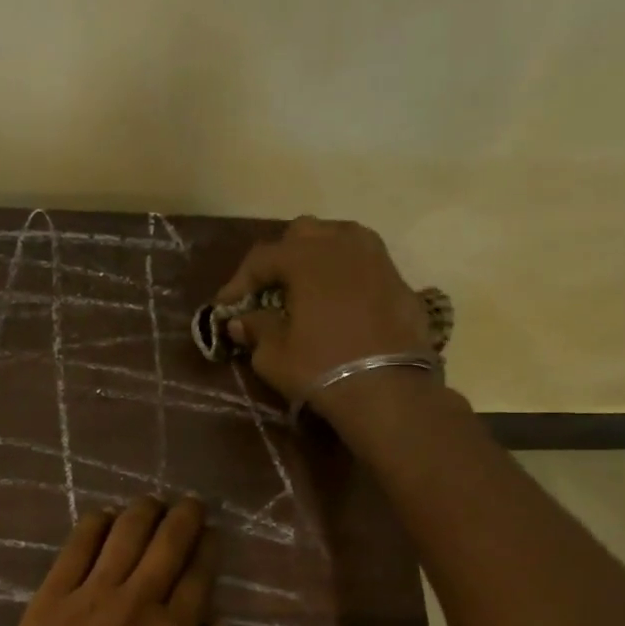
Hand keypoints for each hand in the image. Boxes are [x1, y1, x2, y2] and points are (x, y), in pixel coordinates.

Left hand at [0, 497, 234, 625]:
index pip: (200, 575)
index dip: (209, 547)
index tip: (212, 534)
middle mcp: (136, 603)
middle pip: (168, 542)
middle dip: (185, 515)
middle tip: (190, 504)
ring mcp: (90, 594)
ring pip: (125, 532)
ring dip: (144, 510)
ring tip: (152, 503)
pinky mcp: (51, 594)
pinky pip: (77, 545)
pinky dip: (95, 523)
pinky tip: (104, 516)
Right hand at [216, 217, 433, 412]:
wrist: (390, 391)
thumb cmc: (322, 368)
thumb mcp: (274, 355)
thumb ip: (256, 329)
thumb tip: (242, 321)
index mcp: (307, 258)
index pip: (262, 257)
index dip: (239, 281)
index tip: (225, 306)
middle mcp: (343, 246)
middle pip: (303, 234)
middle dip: (281, 257)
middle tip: (268, 289)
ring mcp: (377, 260)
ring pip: (340, 239)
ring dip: (317, 257)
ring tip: (305, 287)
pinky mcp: (400, 281)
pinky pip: (364, 264)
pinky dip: (345, 275)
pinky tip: (338, 302)